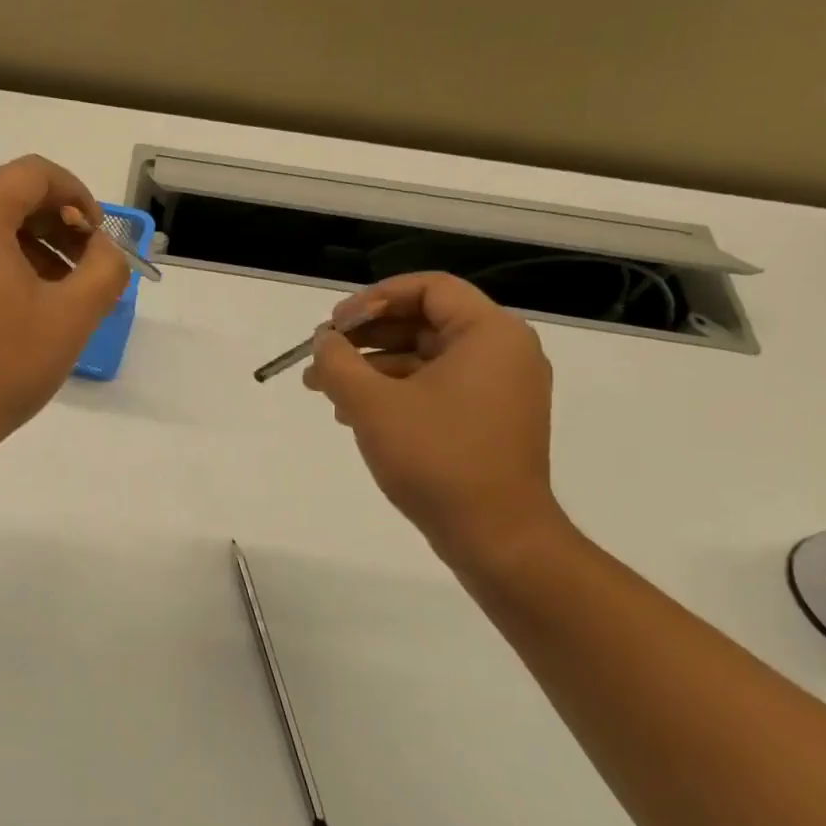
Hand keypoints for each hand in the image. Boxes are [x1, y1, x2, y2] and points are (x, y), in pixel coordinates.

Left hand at [0, 155, 128, 454]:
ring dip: (34, 246)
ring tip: (61, 293)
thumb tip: (103, 248)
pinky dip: (3, 262)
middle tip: (87, 267)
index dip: (77, 195)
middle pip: (10, 196)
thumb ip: (105, 268)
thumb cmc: (2, 366)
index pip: (34, 174)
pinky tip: (24, 306)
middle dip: (57, 224)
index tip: (98, 238)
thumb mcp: (72, 317)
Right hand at [303, 273, 562, 563]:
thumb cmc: (436, 458)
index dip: (374, 299)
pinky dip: (395, 392)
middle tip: (322, 355)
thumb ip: (338, 362)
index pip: (429, 288)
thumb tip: (324, 342)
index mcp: (489, 334)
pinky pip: (436, 388)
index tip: (335, 325)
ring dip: (372, 367)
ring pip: (425, 358)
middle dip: (366, 337)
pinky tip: (353, 414)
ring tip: (324, 389)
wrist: (496, 537)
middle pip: (424, 322)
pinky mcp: (490, 420)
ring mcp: (500, 389)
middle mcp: (503, 352)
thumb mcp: (372, 404)